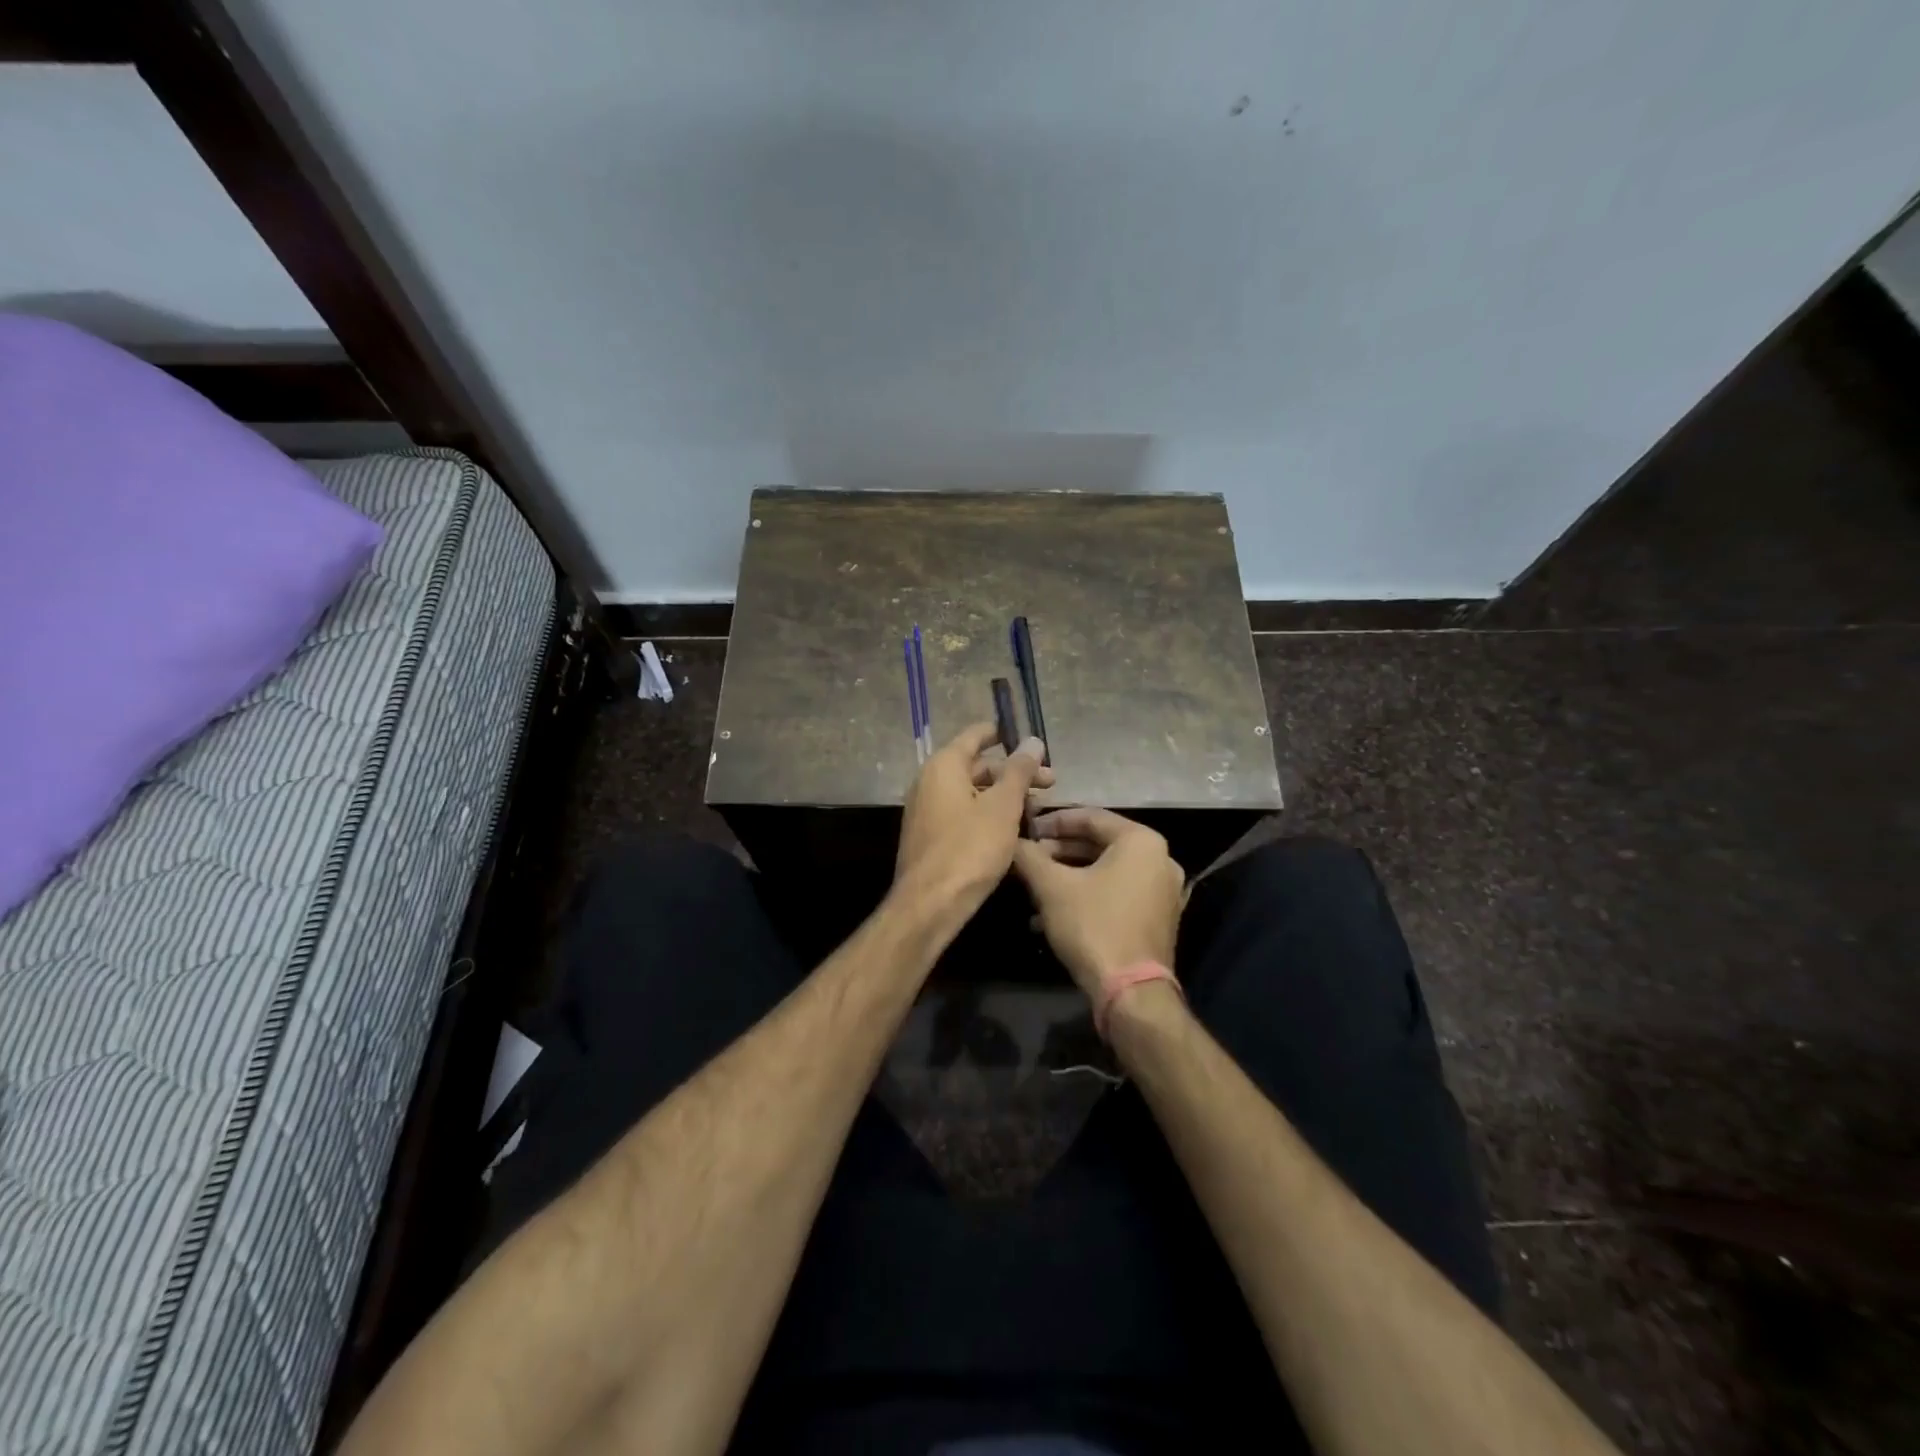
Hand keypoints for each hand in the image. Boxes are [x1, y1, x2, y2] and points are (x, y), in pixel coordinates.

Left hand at [894, 723, 1050, 929]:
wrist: (930, 904)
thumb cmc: (969, 848)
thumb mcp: (1003, 807)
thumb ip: (1019, 771)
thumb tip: (1032, 741)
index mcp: (944, 766)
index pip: (975, 736)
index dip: (1002, 734)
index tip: (1030, 740)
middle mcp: (929, 781)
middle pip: (976, 766)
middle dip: (1013, 773)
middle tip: (1050, 784)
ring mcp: (927, 810)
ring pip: (971, 792)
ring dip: (1003, 796)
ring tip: (1038, 810)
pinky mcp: (930, 836)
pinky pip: (962, 813)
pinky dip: (987, 814)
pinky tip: (1013, 830)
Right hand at [1012, 808, 1184, 1000]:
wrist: (1131, 993)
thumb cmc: (1093, 926)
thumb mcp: (1052, 887)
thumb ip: (1029, 857)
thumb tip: (1012, 841)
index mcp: (1141, 842)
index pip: (1091, 817)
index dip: (1053, 822)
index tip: (1026, 829)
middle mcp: (1160, 859)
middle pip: (1100, 844)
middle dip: (1059, 851)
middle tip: (1028, 858)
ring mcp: (1162, 891)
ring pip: (1106, 871)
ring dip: (1068, 875)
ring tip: (1034, 885)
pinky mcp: (1157, 918)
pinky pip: (1117, 893)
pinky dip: (1086, 895)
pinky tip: (1051, 913)